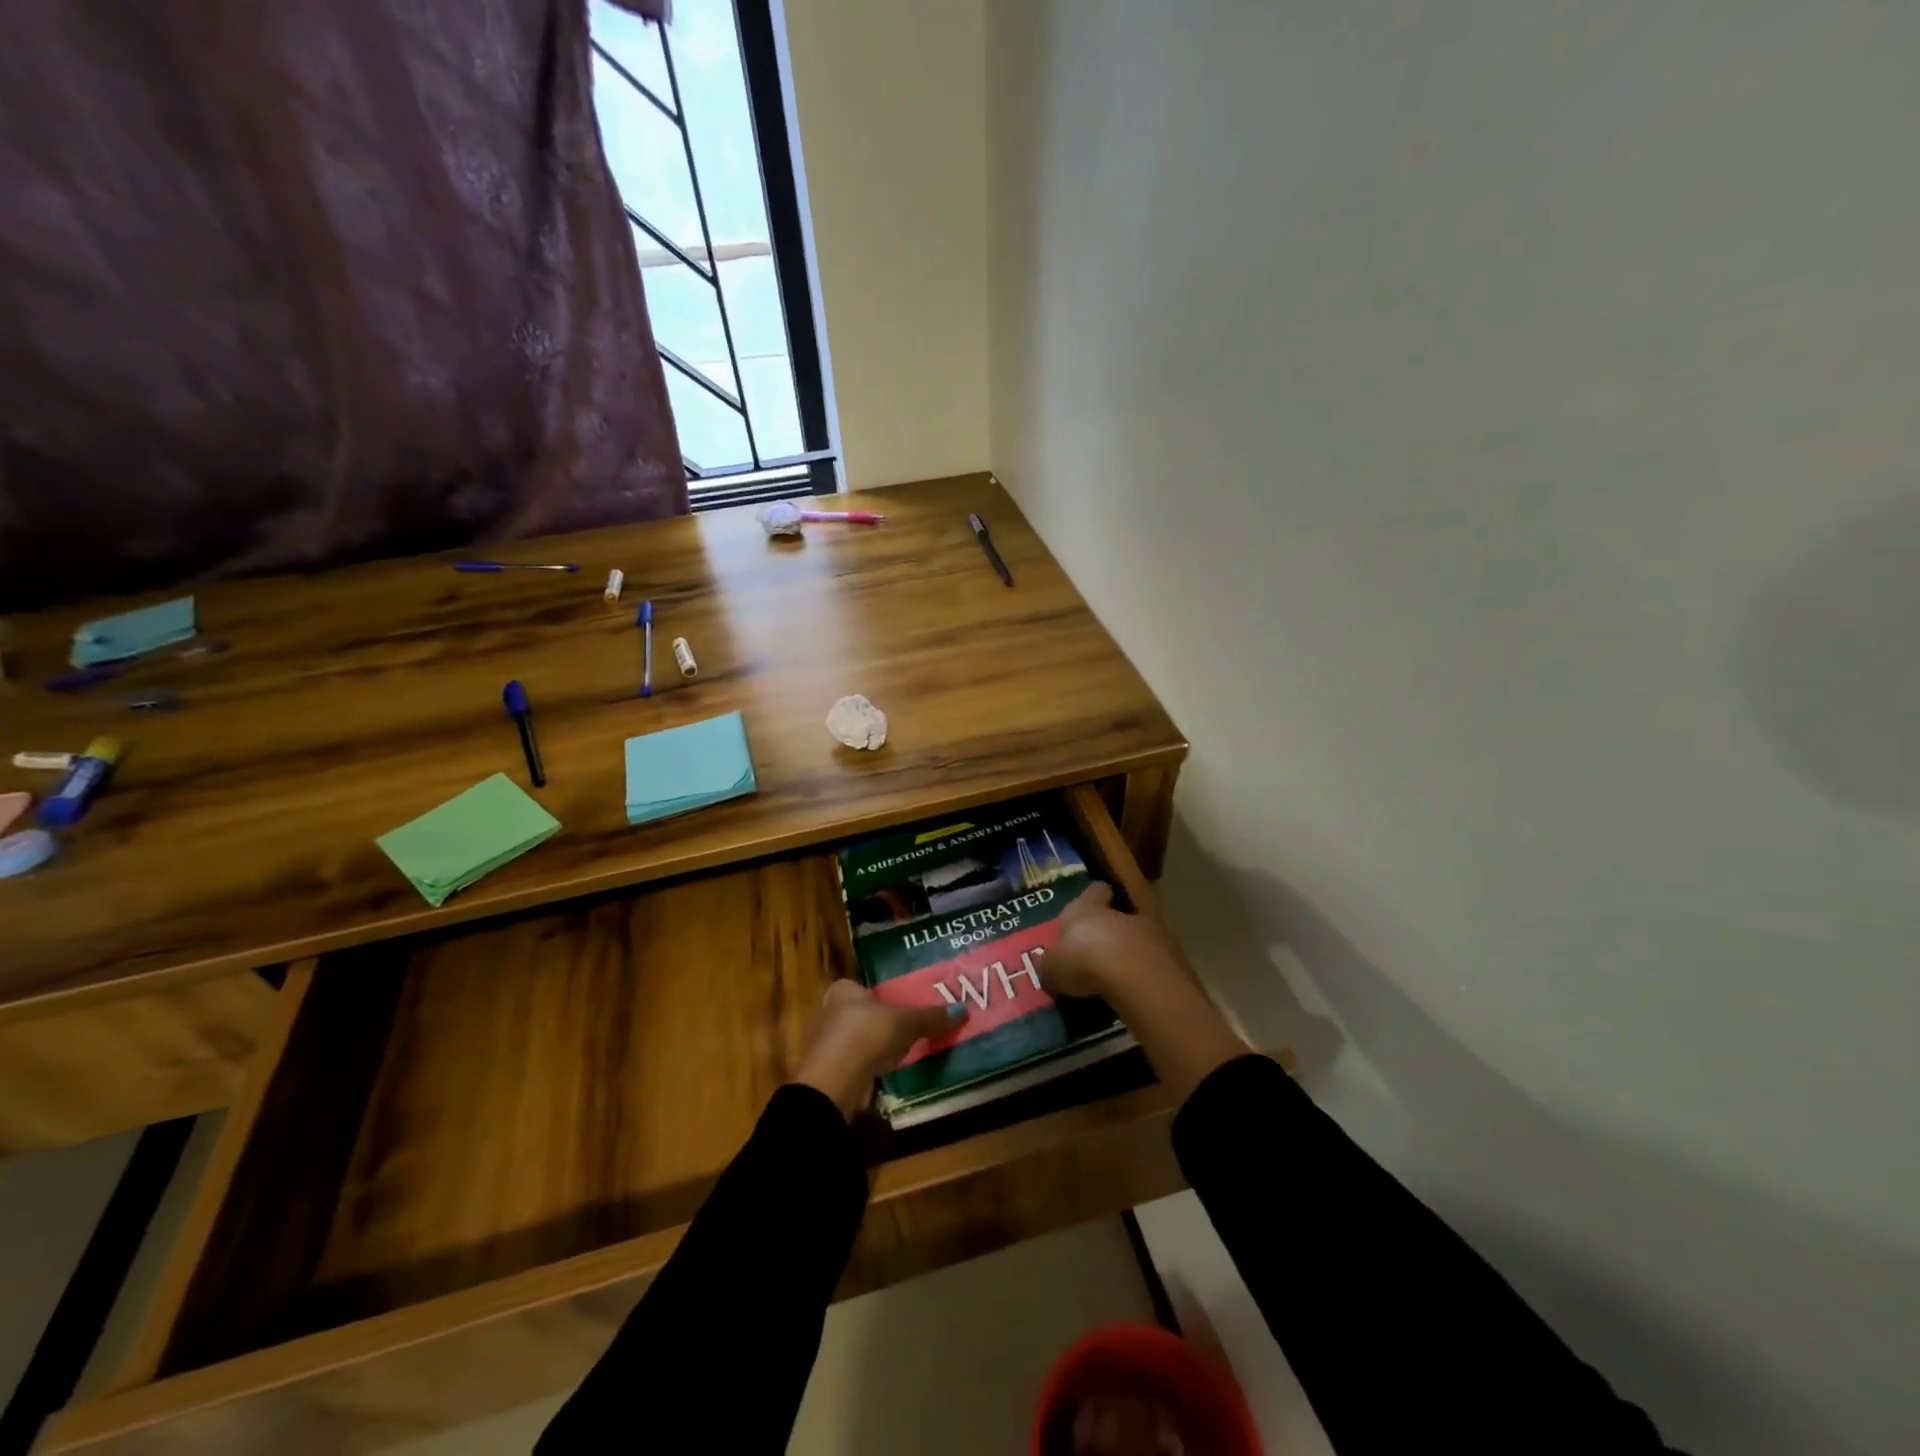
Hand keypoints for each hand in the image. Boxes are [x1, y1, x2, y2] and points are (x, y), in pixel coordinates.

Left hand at [793, 980, 965, 1118]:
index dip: (882, 995)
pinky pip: (860, 1065)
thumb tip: (963, 1010)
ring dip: (878, 1048)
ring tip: (907, 1051)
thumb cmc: (866, 1034)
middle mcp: (830, 1013)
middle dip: (883, 1022)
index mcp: (843, 990)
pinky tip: (892, 1073)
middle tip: (911, 1028)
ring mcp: (829, 1046)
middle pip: (863, 1014)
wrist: (835, 1084)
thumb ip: (931, 1017)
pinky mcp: (833, 1074)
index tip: (904, 1004)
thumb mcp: (906, 1022)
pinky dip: (873, 1068)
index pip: (863, 987)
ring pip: (861, 1042)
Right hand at [1045, 882, 1182, 998]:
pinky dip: (1145, 973)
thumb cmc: (1082, 960)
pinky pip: (1153, 961)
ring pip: (1137, 938)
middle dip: (1109, 933)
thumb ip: (1052, 967)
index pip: (1094, 890)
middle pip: (1116, 916)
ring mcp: (1150, 932)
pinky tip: (1134, 991)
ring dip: (1129, 954)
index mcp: (1086, 908)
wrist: (1134, 974)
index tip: (1088, 910)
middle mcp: (1118, 914)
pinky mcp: (1170, 956)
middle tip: (1096, 955)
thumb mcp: (1053, 968)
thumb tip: (1051, 971)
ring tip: (1116, 979)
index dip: (1092, 898)